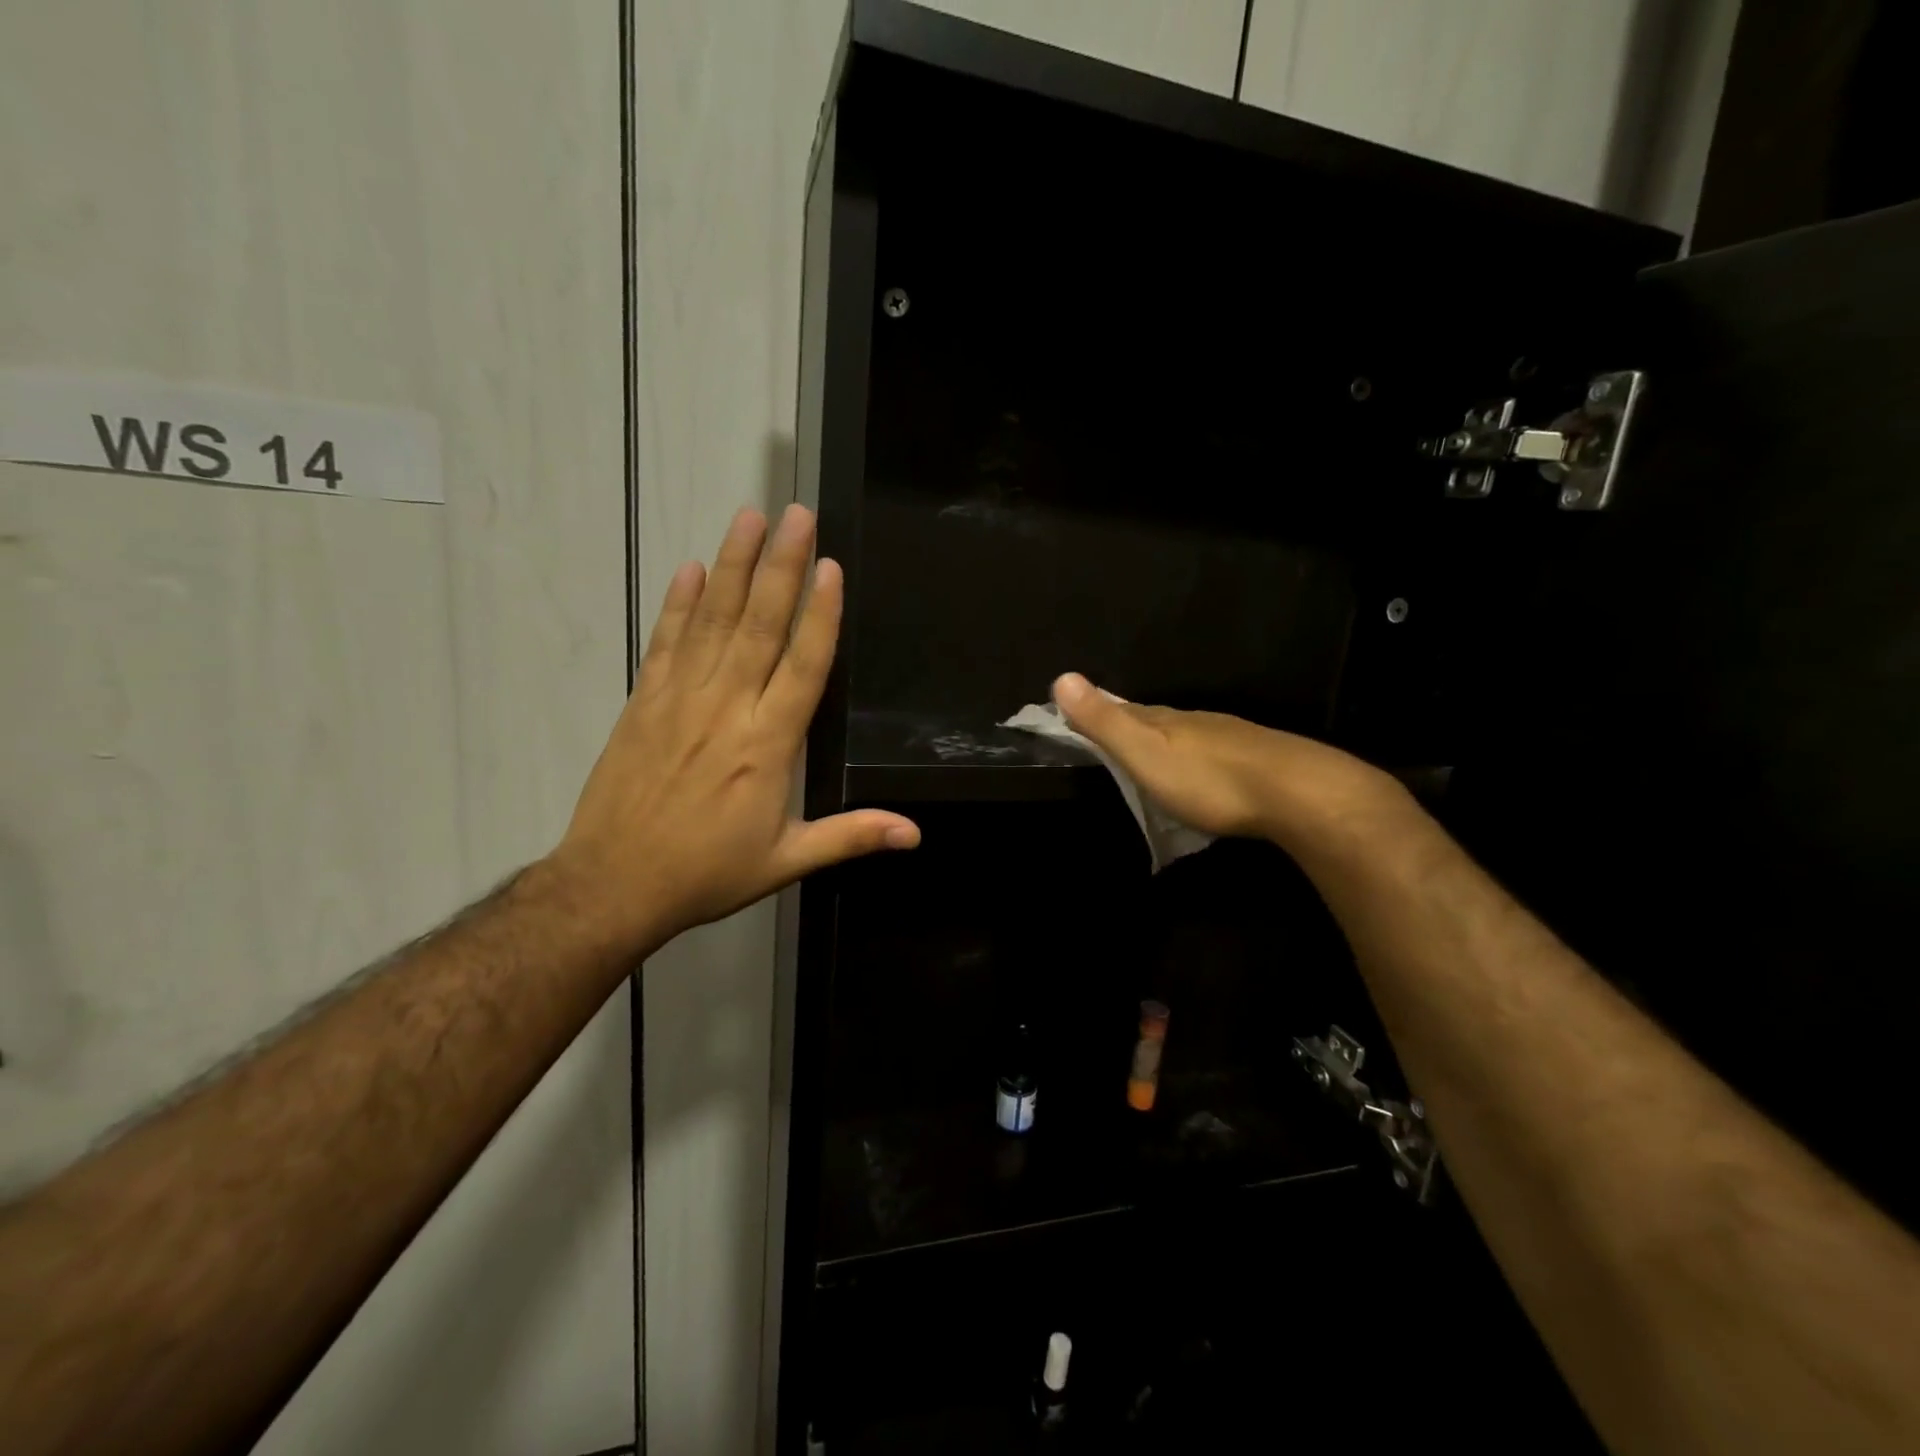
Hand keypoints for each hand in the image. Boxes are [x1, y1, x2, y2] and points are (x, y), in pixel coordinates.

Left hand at [551, 505, 918, 955]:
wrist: (613, 885)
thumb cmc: (707, 873)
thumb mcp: (787, 860)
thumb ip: (851, 837)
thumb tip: (915, 834)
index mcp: (768, 744)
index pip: (803, 666)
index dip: (821, 615)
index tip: (830, 566)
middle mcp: (727, 708)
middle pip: (760, 626)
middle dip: (782, 567)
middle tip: (798, 514)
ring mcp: (680, 699)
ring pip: (713, 621)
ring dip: (734, 566)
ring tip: (750, 518)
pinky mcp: (644, 702)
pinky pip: (666, 642)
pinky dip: (679, 604)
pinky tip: (691, 568)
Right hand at [1051, 672, 1400, 845]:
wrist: (1296, 792)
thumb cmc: (1208, 779)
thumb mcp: (1145, 753)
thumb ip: (1105, 721)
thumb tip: (1061, 676)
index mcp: (1165, 720)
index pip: (1125, 710)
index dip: (1101, 712)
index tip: (1082, 716)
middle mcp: (1196, 721)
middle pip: (1158, 720)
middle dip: (1136, 726)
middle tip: (1117, 740)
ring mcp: (1230, 738)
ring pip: (1190, 736)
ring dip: (1170, 745)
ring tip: (1157, 759)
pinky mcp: (1258, 759)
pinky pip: (1216, 754)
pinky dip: (1200, 760)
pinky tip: (1205, 774)